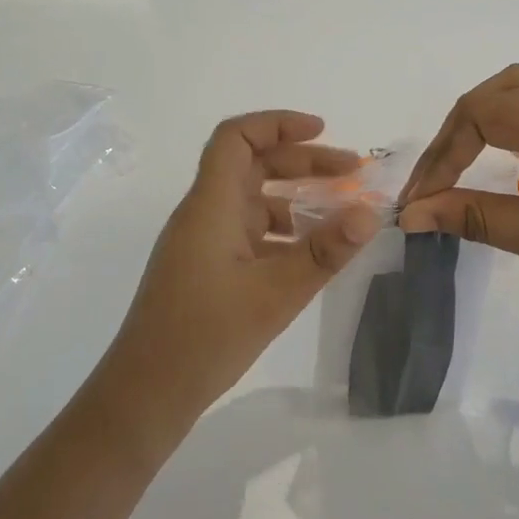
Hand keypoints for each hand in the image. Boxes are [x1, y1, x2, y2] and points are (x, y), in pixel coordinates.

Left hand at [93, 112, 379, 447]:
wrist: (146, 393)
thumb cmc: (205, 337)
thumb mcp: (275, 294)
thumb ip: (324, 252)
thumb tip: (371, 213)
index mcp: (210, 206)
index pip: (236, 138)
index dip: (278, 124)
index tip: (323, 131)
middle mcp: (203, 214)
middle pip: (252, 165)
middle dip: (303, 161)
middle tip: (353, 173)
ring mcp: (201, 242)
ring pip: (251, 200)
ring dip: (295, 197)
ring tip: (341, 212)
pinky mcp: (204, 268)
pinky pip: (247, 232)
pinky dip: (281, 230)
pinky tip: (309, 252)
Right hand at [398, 66, 518, 354]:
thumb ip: (473, 216)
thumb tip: (412, 213)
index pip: (485, 112)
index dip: (442, 155)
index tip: (419, 201)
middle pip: (504, 89)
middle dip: (458, 132)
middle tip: (433, 181)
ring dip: (486, 123)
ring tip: (457, 168)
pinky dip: (517, 127)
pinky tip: (505, 159)